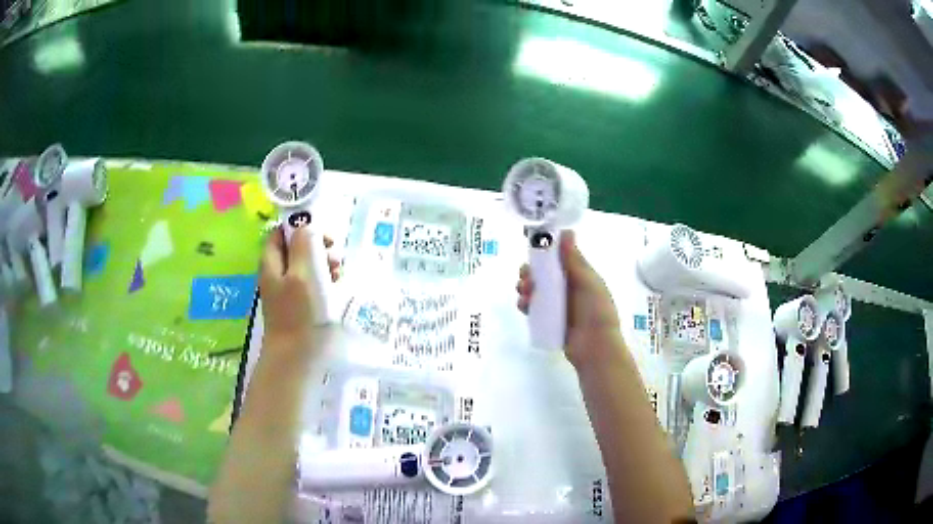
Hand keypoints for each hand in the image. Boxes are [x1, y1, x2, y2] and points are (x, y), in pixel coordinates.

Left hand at [259, 226, 339, 350]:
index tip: (323, 236)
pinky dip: (324, 281)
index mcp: (272, 262)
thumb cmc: (300, 313)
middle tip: (335, 257)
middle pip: (297, 247)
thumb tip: (306, 226)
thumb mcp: (303, 273)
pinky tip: (336, 288)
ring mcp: (288, 290)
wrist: (297, 357)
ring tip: (338, 274)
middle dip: (318, 247)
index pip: (281, 232)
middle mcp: (277, 273)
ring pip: (307, 265)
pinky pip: (312, 283)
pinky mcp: (299, 305)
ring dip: (324, 264)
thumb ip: (304, 244)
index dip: (301, 227)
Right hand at [516, 230, 623, 368]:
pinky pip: (533, 308)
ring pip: (535, 290)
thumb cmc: (597, 311)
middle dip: (530, 272)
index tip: (533, 250)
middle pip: (543, 273)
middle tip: (525, 276)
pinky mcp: (548, 320)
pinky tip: (523, 304)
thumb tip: (566, 232)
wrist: (595, 347)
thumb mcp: (588, 282)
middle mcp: (567, 288)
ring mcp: (557, 305)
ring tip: (524, 292)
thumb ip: (574, 259)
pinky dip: (525, 303)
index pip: (558, 258)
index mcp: (579, 275)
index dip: (544, 252)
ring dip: (525, 287)